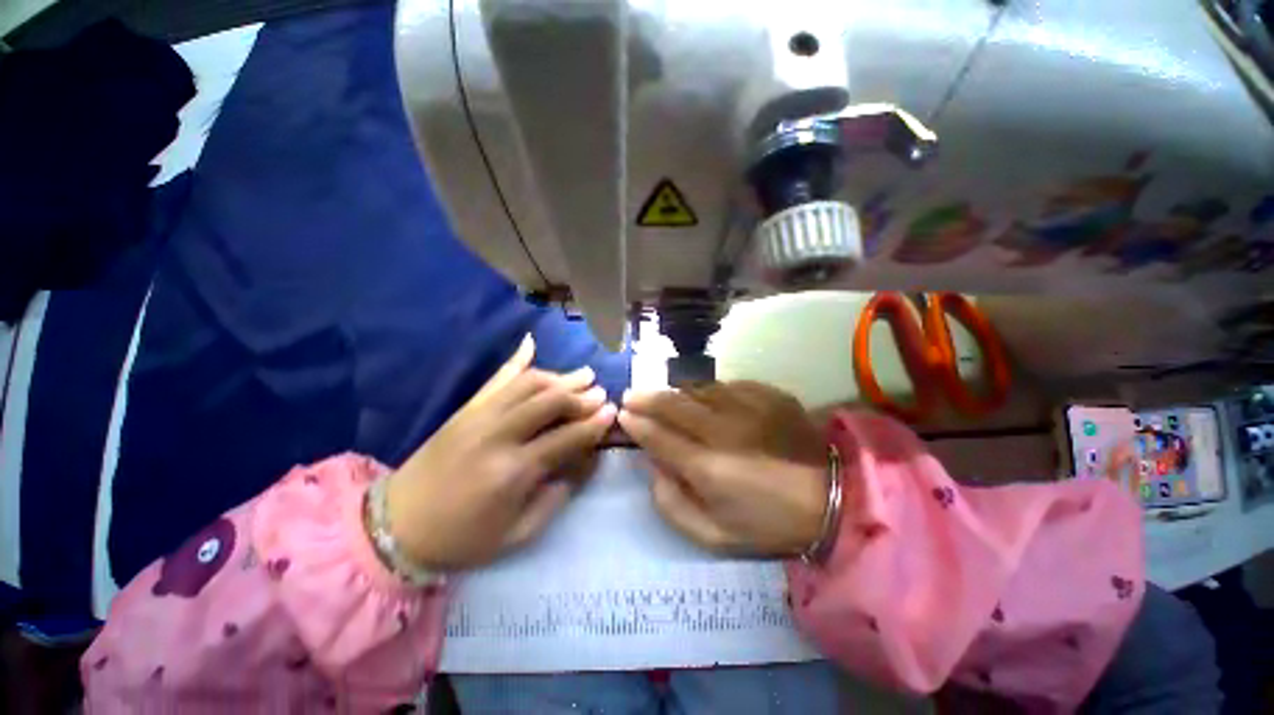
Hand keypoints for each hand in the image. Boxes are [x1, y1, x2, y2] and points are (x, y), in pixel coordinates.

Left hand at [386, 335, 614, 569]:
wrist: (397, 527)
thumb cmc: (462, 538)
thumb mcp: (518, 534)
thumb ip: (556, 496)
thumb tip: (582, 462)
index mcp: (513, 471)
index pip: (566, 437)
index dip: (593, 424)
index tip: (611, 412)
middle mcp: (498, 435)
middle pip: (549, 401)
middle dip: (580, 394)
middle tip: (600, 392)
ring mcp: (478, 416)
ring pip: (527, 384)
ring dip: (559, 377)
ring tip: (581, 375)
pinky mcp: (465, 409)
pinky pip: (495, 378)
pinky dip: (516, 359)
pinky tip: (531, 343)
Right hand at [618, 381, 829, 557]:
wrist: (832, 498)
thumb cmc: (769, 523)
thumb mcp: (714, 536)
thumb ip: (672, 504)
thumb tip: (653, 467)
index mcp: (709, 468)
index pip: (658, 436)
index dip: (636, 423)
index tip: (623, 415)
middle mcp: (723, 430)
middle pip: (673, 404)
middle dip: (645, 398)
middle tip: (630, 395)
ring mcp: (748, 406)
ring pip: (696, 389)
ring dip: (674, 392)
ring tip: (663, 397)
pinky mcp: (767, 394)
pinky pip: (725, 385)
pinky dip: (707, 391)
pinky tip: (704, 399)